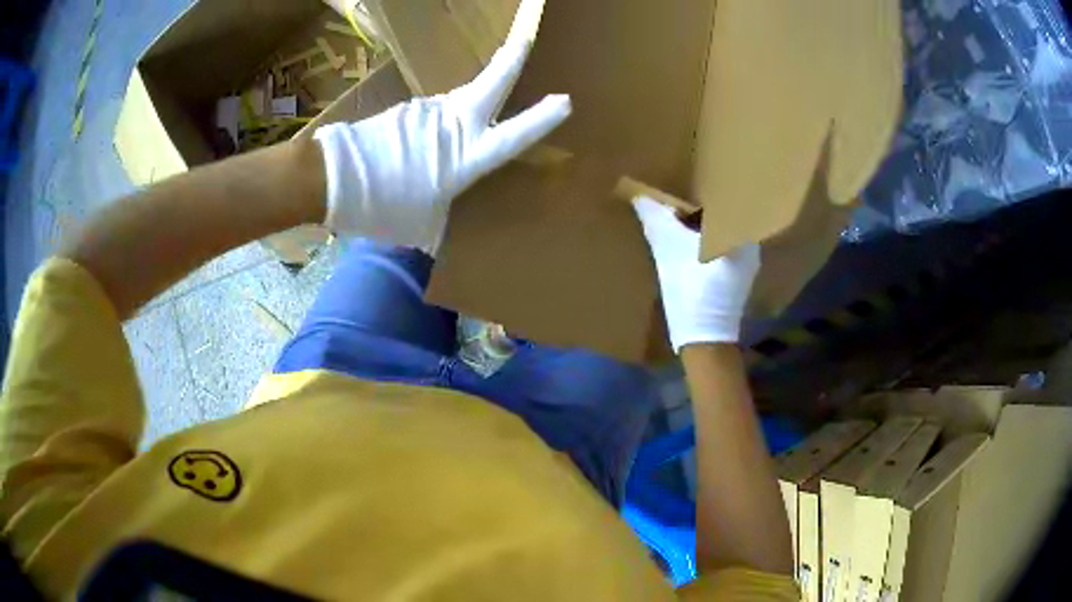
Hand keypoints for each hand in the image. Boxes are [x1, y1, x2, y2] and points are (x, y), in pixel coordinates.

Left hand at [314, 41, 570, 254]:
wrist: (336, 178)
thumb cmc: (384, 207)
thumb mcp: (421, 225)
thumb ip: (438, 217)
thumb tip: (436, 228)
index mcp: (465, 157)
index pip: (513, 136)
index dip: (539, 120)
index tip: (564, 100)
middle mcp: (452, 126)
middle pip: (488, 85)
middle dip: (509, 61)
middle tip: (523, 39)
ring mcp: (427, 112)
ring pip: (457, 101)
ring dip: (466, 104)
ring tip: (466, 120)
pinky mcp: (405, 111)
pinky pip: (431, 114)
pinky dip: (436, 122)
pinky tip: (425, 140)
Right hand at [632, 197, 759, 351]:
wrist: (702, 340)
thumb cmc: (692, 292)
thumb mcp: (671, 253)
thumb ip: (658, 221)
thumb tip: (641, 196)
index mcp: (742, 236)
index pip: (724, 202)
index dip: (705, 191)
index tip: (685, 184)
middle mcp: (748, 247)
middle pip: (723, 217)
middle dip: (701, 207)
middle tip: (678, 196)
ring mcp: (743, 265)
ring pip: (720, 233)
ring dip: (701, 225)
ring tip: (678, 214)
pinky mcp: (734, 279)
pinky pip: (718, 248)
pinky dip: (703, 241)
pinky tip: (685, 240)